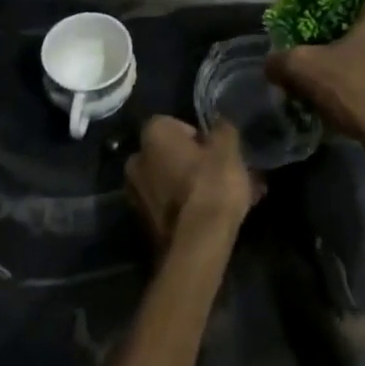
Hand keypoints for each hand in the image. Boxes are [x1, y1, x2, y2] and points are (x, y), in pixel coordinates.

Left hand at [126, 117, 263, 249]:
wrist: (197, 244)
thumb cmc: (212, 184)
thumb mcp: (228, 148)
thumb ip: (222, 128)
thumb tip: (219, 121)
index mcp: (152, 135)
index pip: (175, 124)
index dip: (199, 136)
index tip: (217, 150)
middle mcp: (136, 160)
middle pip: (171, 154)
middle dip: (194, 162)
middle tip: (223, 174)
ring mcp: (136, 193)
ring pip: (171, 181)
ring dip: (193, 186)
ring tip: (227, 198)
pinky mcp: (143, 223)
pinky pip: (170, 205)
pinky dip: (188, 206)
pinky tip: (214, 216)